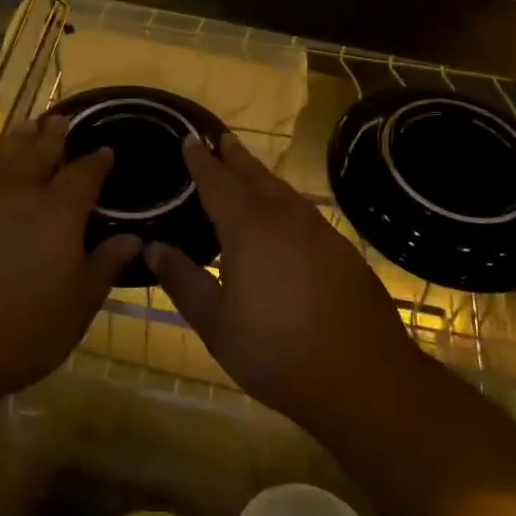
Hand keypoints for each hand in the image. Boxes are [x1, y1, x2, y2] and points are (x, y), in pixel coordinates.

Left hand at [0, 116, 137, 421]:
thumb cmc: (19, 332)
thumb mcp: (76, 308)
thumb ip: (104, 267)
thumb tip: (132, 238)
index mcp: (57, 213)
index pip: (83, 175)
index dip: (96, 161)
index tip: (105, 149)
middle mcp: (18, 195)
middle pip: (39, 154)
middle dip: (53, 136)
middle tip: (61, 119)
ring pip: (2, 159)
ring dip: (17, 141)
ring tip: (26, 127)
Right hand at [147, 133, 426, 437]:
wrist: (363, 376)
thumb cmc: (276, 351)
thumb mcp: (216, 323)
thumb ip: (183, 280)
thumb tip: (153, 247)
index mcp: (249, 227)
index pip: (218, 181)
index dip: (201, 160)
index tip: (189, 139)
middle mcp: (284, 217)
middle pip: (254, 176)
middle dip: (234, 157)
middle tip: (220, 139)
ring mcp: (318, 231)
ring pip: (282, 191)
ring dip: (260, 176)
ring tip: (247, 171)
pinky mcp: (341, 249)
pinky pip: (303, 212)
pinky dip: (284, 202)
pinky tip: (283, 218)